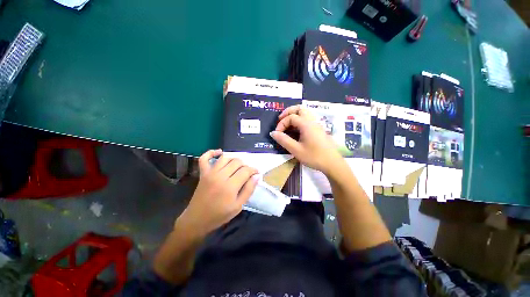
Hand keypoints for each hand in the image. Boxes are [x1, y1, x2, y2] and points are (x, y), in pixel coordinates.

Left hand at [176, 149, 258, 236]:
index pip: (246, 171)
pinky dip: (211, 152)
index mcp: (230, 186)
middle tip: (248, 172)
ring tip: (238, 166)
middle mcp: (220, 176)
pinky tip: (219, 152)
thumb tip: (257, 176)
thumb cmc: (219, 215)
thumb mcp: (238, 206)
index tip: (257, 173)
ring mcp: (210, 173)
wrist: (197, 220)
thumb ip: (249, 190)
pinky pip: (204, 158)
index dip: (254, 170)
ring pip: (225, 158)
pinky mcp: (203, 173)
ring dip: (234, 159)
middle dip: (246, 165)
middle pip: (237, 162)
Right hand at [270, 105, 343, 174]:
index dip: (282, 123)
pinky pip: (307, 119)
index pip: (291, 117)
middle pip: (299, 108)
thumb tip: (273, 133)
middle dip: (288, 112)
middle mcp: (312, 121)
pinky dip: (299, 120)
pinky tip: (296, 130)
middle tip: (280, 120)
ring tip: (287, 125)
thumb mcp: (296, 150)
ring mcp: (316, 125)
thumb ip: (283, 140)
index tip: (277, 134)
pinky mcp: (318, 130)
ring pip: (305, 113)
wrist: (332, 163)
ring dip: (294, 115)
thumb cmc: (314, 156)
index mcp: (306, 124)